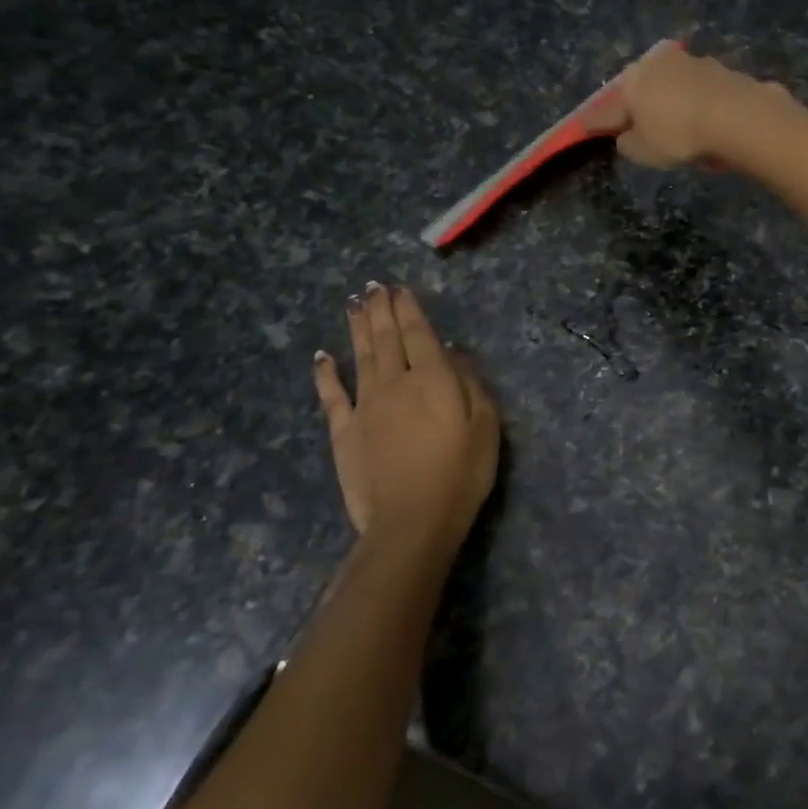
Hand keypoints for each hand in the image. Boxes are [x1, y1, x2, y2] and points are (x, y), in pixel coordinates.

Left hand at [312, 284, 499, 565]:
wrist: (412, 521)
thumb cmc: (460, 474)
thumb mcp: (485, 427)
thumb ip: (471, 384)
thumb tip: (453, 351)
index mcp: (433, 379)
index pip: (419, 334)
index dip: (409, 309)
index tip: (399, 289)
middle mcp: (396, 382)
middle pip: (386, 338)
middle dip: (381, 310)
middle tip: (373, 287)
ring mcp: (365, 406)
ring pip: (360, 356)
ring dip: (357, 328)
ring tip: (354, 304)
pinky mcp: (344, 431)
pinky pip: (332, 395)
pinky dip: (326, 373)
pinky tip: (322, 356)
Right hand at [584, 41, 786, 168]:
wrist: (739, 117)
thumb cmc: (679, 134)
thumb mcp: (643, 150)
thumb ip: (628, 143)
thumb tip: (627, 136)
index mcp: (633, 79)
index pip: (608, 105)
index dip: (597, 120)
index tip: (587, 126)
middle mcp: (660, 62)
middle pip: (642, 86)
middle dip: (637, 103)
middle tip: (635, 123)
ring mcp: (694, 63)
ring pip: (673, 85)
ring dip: (670, 100)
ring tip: (673, 123)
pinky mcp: (723, 71)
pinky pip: (700, 92)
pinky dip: (696, 104)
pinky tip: (702, 120)